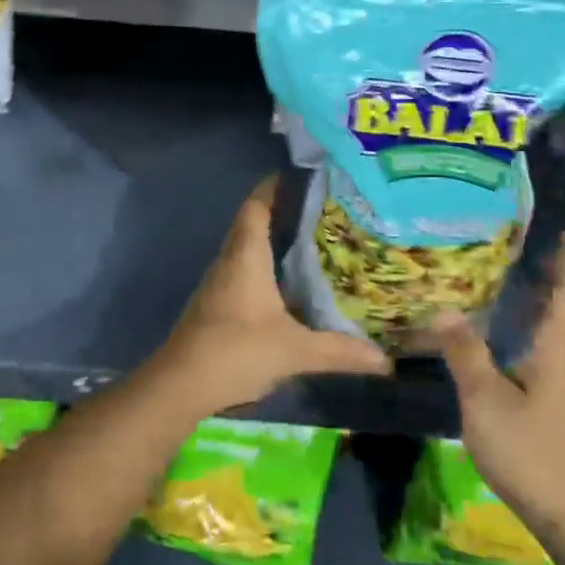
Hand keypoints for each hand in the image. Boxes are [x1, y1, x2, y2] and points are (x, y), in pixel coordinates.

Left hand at [148, 176, 390, 416]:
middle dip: (283, 213)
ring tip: (312, 242)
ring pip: (246, 249)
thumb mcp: (294, 351)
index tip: (303, 179)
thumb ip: (339, 351)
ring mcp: (218, 284)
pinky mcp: (215, 305)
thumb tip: (385, 360)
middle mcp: (229, 261)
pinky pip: (242, 272)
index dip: (275, 187)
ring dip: (273, 242)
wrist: (179, 385)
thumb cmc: (236, 352)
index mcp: (246, 257)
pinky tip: (288, 285)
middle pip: (252, 223)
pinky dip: (265, 268)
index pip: (256, 206)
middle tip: (322, 212)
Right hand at [421, 233, 564, 541]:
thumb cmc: (533, 450)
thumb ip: (464, 353)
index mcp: (563, 346)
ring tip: (525, 279)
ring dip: (555, 300)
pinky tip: (522, 334)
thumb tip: (443, 310)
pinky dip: (548, 326)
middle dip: (560, 274)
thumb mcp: (486, 400)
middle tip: (532, 246)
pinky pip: (564, 347)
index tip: (563, 231)